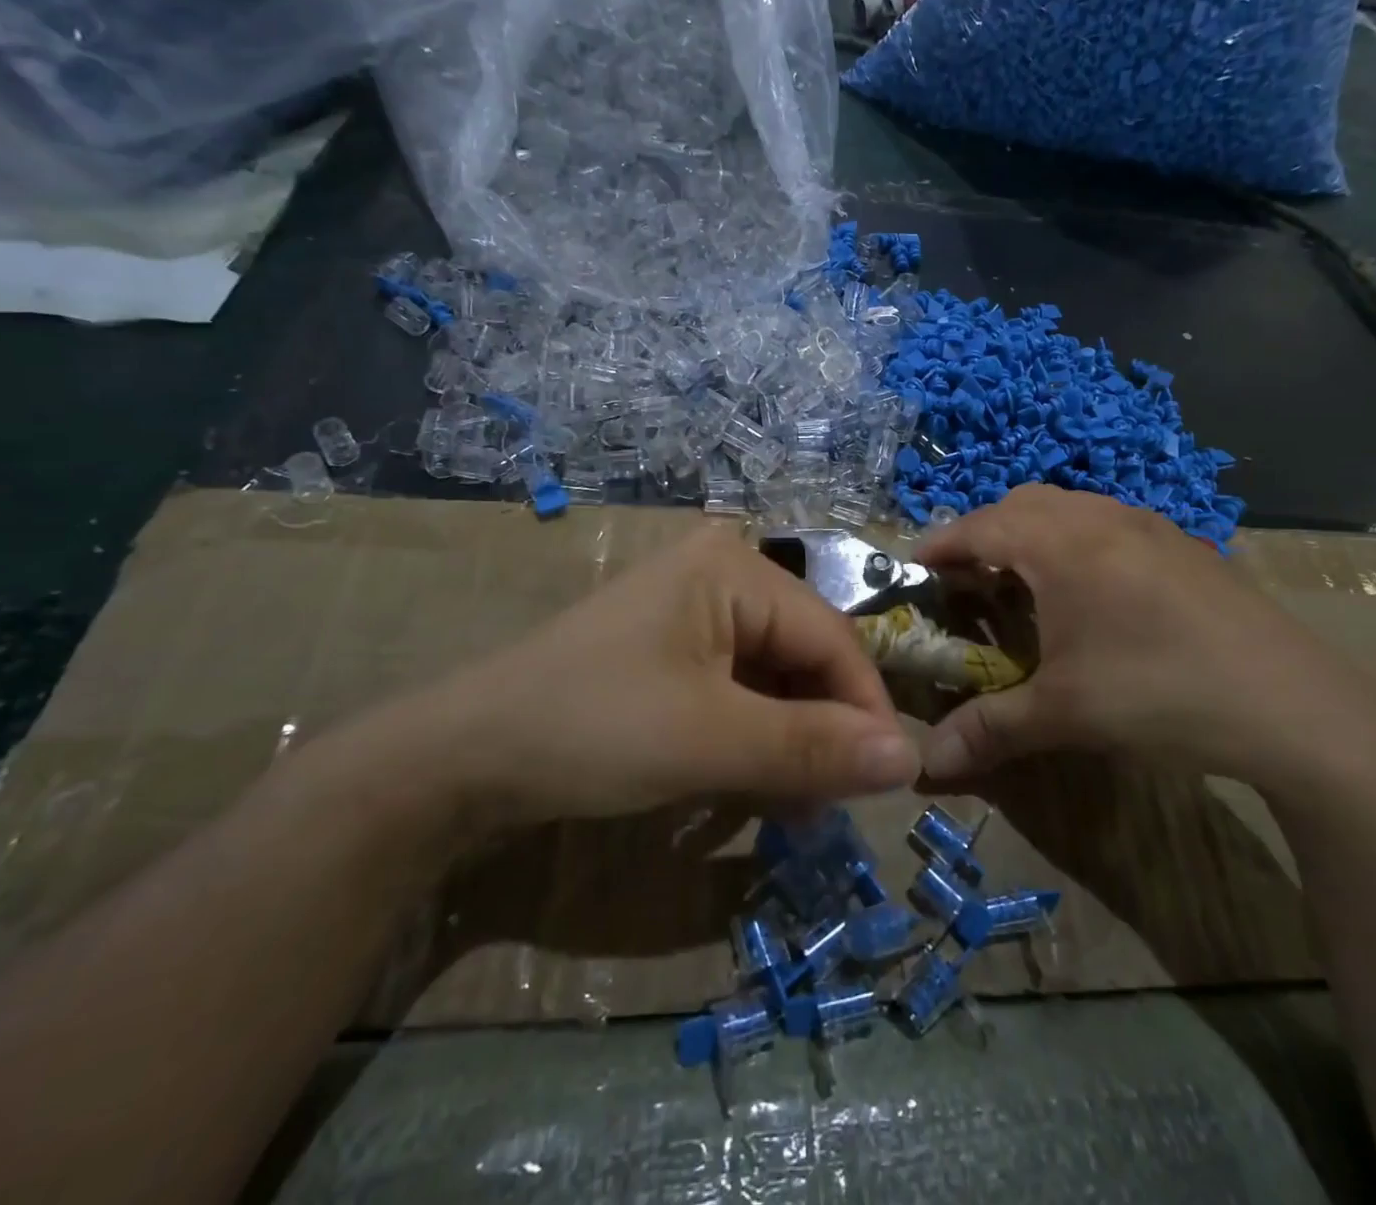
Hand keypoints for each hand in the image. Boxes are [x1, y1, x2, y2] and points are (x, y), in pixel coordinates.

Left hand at [344, 527, 920, 836]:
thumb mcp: (712, 740)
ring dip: (790, 741)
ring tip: (794, 807)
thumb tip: (911, 758)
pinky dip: (754, 737)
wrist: (463, 757)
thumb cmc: (594, 728)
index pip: (832, 636)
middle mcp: (722, 575)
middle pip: (804, 654)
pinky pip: (739, 689)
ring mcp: (694, 613)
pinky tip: (755, 784)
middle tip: (831, 804)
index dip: (864, 709)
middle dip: (823, 729)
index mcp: (735, 568)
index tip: (889, 782)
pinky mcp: (673, 651)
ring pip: (774, 677)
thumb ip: (814, 748)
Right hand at [915, 485, 1375, 797]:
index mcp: (1061, 543)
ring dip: (1031, 536)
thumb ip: (988, 729)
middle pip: (1020, 505)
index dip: (939, 546)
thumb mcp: (1064, 714)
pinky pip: (1106, 523)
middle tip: (967, 583)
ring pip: (1067, 508)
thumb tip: (924, 765)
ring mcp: (1148, 524)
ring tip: (1023, 587)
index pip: (978, 526)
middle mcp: (1101, 517)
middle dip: (983, 535)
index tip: (913, 571)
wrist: (1297, 706)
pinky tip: (1090, 596)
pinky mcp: (1182, 544)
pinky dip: (1075, 543)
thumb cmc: (1161, 695)